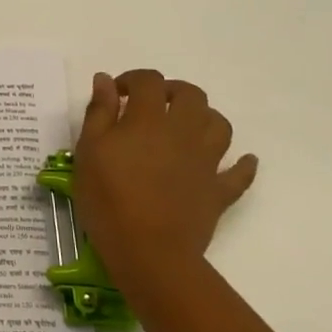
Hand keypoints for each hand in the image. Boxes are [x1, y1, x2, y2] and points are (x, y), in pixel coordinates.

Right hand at [72, 71, 257, 281]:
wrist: (149, 252)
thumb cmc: (108, 198)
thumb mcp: (89, 151)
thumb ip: (99, 112)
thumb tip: (105, 80)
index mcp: (148, 119)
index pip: (149, 81)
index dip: (133, 79)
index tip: (117, 94)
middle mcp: (183, 132)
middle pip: (191, 95)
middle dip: (172, 91)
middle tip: (151, 105)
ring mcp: (207, 161)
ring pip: (219, 125)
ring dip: (204, 118)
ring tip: (185, 127)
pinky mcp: (220, 191)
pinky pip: (240, 173)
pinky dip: (242, 164)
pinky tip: (240, 161)